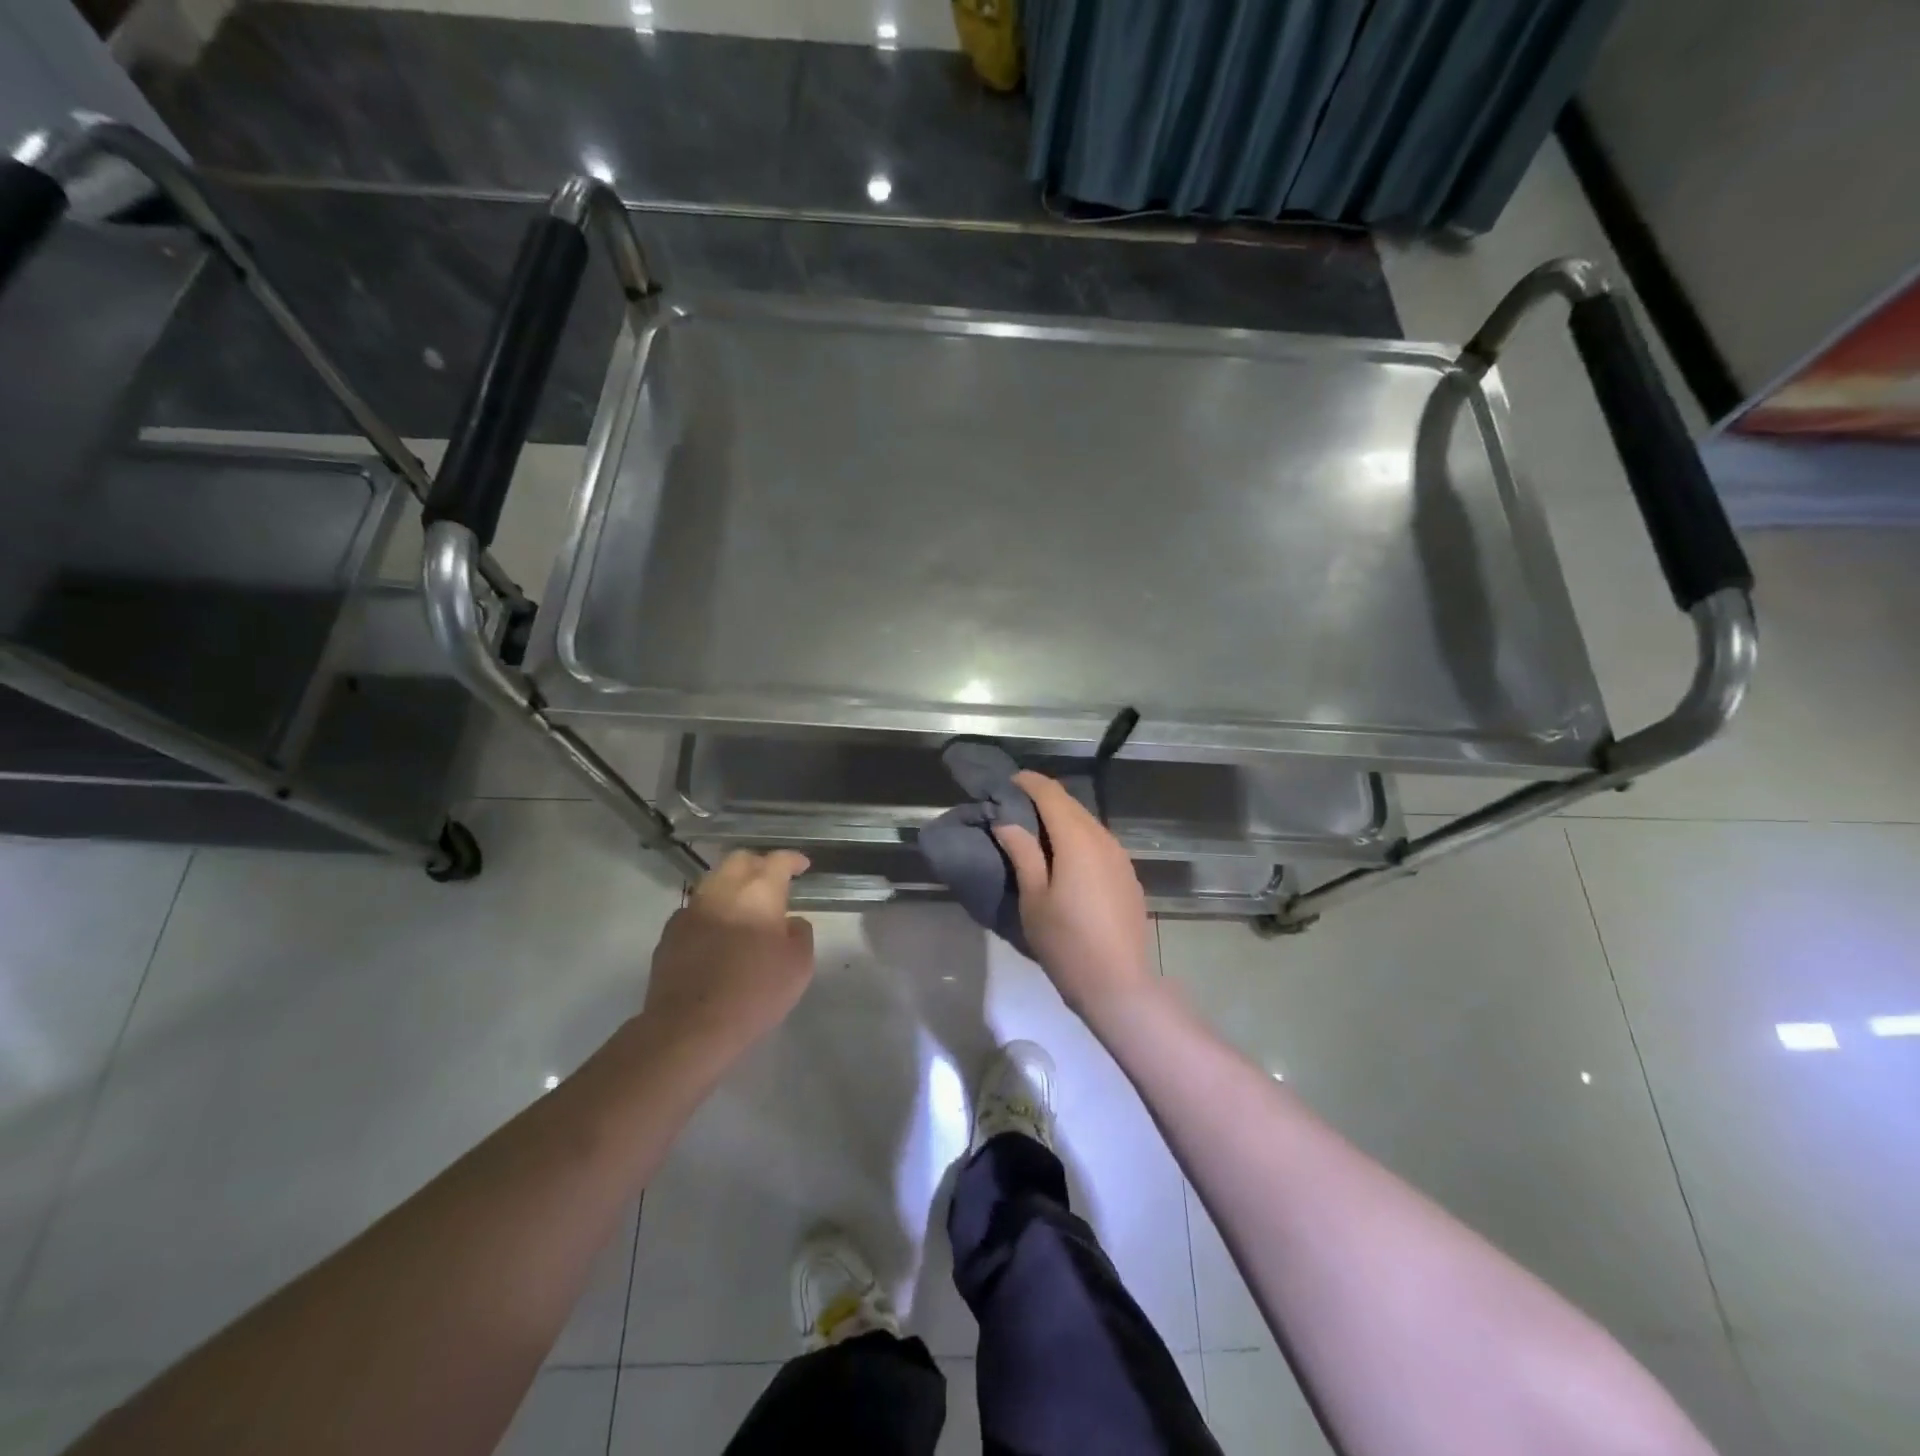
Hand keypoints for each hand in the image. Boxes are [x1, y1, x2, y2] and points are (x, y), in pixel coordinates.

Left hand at [643, 851, 814, 1069]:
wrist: (690, 1027)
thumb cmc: (755, 993)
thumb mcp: (799, 966)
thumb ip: (800, 935)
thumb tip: (790, 922)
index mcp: (758, 892)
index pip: (777, 860)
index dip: (792, 859)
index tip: (802, 866)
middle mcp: (722, 890)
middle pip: (740, 860)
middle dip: (759, 864)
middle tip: (772, 880)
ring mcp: (691, 910)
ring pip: (714, 882)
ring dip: (732, 886)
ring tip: (744, 905)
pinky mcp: (669, 934)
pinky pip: (695, 910)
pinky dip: (711, 912)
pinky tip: (717, 931)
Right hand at [992, 772, 1156, 1022]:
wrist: (1118, 985)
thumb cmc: (1067, 942)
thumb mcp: (1034, 898)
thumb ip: (1022, 853)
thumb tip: (1007, 821)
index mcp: (1077, 840)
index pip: (1051, 794)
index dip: (1029, 783)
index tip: (1007, 782)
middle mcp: (1103, 839)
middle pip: (1071, 805)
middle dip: (1043, 798)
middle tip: (1015, 806)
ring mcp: (1120, 857)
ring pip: (1087, 823)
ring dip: (1062, 819)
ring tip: (1035, 831)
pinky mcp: (1127, 876)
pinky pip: (1099, 842)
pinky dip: (1077, 838)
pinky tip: (1064, 857)